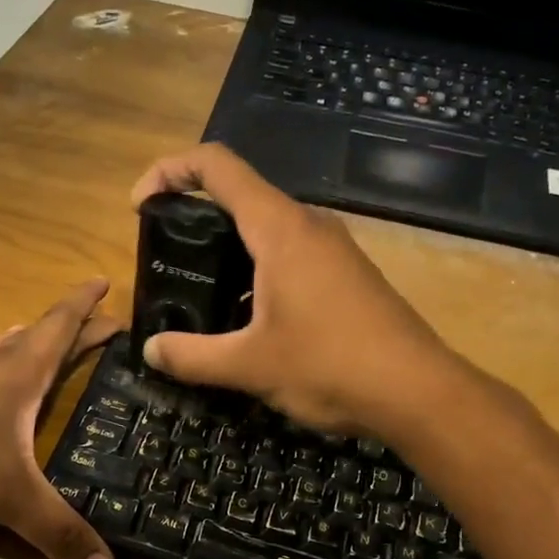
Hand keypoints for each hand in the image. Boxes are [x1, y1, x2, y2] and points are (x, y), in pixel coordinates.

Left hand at [0, 280, 122, 558]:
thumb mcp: (6, 496)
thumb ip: (57, 531)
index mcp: (14, 376)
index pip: (58, 328)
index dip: (84, 306)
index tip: (104, 281)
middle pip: (34, 338)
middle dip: (69, 330)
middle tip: (99, 327)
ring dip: (26, 347)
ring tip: (43, 349)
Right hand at [129, 144, 457, 434]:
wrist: (417, 391)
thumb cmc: (329, 366)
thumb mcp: (249, 366)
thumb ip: (192, 356)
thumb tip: (151, 350)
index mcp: (280, 229)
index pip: (217, 166)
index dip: (169, 170)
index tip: (140, 205)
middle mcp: (308, 226)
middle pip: (241, 195)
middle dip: (194, 215)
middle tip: (167, 257)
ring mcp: (334, 249)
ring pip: (268, 229)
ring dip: (228, 248)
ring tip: (201, 292)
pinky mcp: (348, 275)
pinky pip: (291, 255)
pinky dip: (257, 270)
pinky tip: (249, 318)